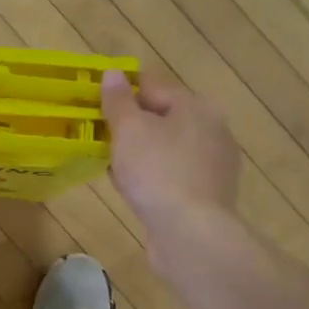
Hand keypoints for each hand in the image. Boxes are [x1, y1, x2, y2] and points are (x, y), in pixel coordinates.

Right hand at [101, 69, 239, 246]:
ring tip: (112, 165)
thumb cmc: (157, 172)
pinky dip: (153, 178)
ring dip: (140, 154)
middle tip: (100, 137)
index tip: (94, 104)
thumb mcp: (129, 129)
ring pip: (166, 149)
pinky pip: (172, 176)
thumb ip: (119, 100)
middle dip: (131, 125)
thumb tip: (113, 74)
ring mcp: (213, 165)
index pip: (153, 85)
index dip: (122, 91)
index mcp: (196, 107)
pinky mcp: (208, 196)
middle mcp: (212, 130)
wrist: (191, 234)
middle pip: (162, 117)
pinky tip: (133, 191)